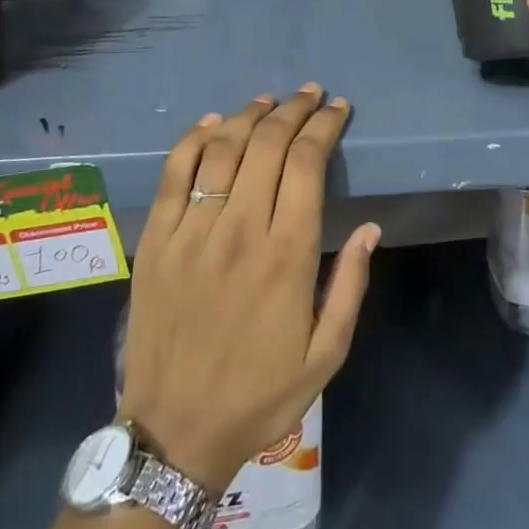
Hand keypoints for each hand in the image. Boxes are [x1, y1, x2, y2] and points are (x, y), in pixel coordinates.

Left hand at [118, 86, 379, 493]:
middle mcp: (241, 230)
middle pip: (268, 144)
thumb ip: (352, 286)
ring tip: (269, 102)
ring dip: (249, 115)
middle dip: (294, 111)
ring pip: (223, 149)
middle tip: (310, 96)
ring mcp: (192, 232)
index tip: (338, 109)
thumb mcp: (326, 354)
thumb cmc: (260, 394)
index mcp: (288, 255)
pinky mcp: (156, 240)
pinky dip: (194, 139)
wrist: (175, 433)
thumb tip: (371, 228)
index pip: (308, 164)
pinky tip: (212, 123)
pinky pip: (174, 173)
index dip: (325, 126)